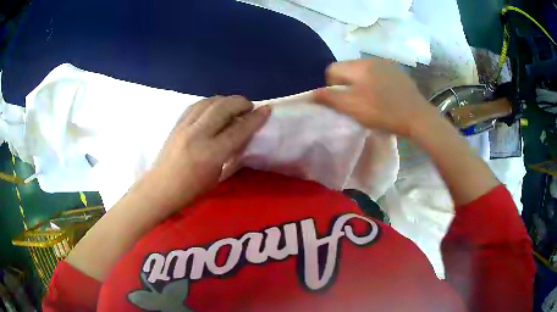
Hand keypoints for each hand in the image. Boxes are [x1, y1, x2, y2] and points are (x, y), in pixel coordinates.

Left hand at [142, 96, 270, 211]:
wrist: (160, 189)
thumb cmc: (190, 191)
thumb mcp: (217, 176)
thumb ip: (230, 153)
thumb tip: (241, 134)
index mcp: (211, 153)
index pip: (238, 129)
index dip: (255, 118)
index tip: (266, 110)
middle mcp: (198, 134)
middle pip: (223, 107)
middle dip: (240, 102)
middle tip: (249, 107)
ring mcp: (185, 126)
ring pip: (209, 102)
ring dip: (225, 100)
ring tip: (233, 106)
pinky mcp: (177, 124)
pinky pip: (196, 105)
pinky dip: (209, 103)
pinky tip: (214, 108)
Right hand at [313, 59, 438, 136]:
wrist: (417, 116)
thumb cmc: (383, 112)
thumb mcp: (352, 107)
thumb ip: (329, 98)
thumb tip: (311, 93)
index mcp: (358, 65)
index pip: (332, 69)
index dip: (332, 86)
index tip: (343, 101)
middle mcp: (370, 59)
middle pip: (347, 69)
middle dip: (346, 84)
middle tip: (356, 102)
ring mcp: (386, 64)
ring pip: (362, 71)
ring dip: (361, 83)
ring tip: (371, 99)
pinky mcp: (397, 71)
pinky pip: (377, 73)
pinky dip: (375, 82)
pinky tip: (384, 95)